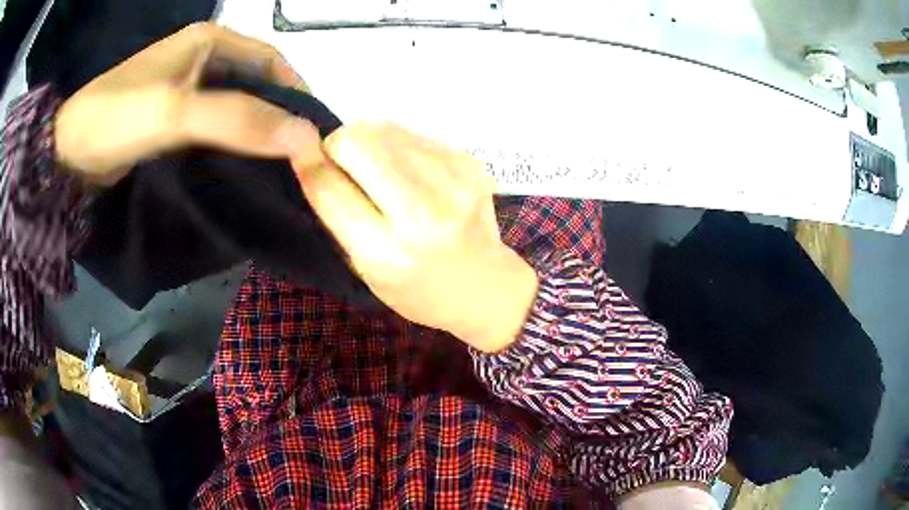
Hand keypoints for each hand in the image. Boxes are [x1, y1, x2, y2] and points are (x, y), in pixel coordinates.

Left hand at [55, 23, 323, 184]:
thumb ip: (238, 120)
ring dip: (253, 131)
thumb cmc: (117, 119)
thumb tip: (307, 138)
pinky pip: (212, 125)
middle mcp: (201, 58)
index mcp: (208, 41)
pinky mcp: (171, 116)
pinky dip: (229, 143)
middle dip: (276, 115)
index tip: (311, 131)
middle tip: (296, 156)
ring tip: (274, 165)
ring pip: (233, 105)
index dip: (295, 91)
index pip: (269, 59)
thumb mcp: (176, 112)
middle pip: (253, 82)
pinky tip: (238, 166)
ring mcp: (184, 88)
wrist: (67, 153)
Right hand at [293, 122, 537, 352]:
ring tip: (377, 170)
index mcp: (387, 251)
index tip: (302, 155)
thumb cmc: (416, 289)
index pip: (329, 186)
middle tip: (343, 164)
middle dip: (339, 145)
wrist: (486, 286)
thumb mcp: (365, 268)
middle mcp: (423, 211)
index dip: (309, 162)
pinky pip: (412, 132)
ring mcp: (452, 179)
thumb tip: (310, 156)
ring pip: (384, 127)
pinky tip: (407, 170)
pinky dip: (396, 144)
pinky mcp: (468, 160)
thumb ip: (336, 215)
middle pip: (359, 140)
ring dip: (368, 142)